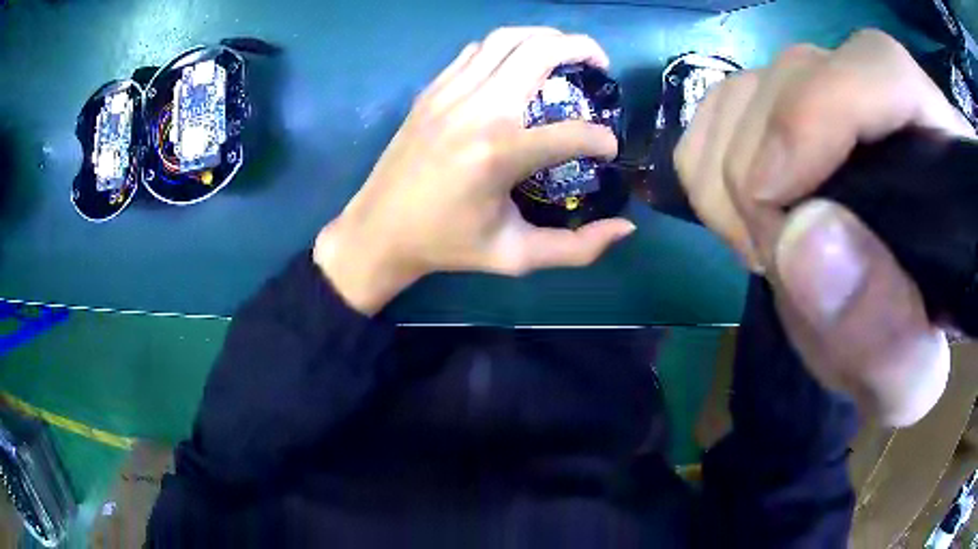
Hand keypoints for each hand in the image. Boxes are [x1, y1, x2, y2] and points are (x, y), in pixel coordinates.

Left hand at [313, 27, 634, 314]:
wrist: (379, 231)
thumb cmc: (448, 245)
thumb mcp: (516, 257)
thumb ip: (577, 248)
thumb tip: (627, 228)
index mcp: (500, 154)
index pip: (573, 132)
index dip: (602, 139)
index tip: (608, 149)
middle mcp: (478, 110)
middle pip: (541, 52)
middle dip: (583, 49)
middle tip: (600, 65)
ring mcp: (450, 93)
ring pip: (507, 39)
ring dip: (545, 38)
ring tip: (565, 54)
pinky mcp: (432, 91)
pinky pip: (476, 51)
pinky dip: (507, 47)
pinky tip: (518, 65)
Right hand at [675, 30, 974, 426]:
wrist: (885, 334)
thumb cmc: (909, 354)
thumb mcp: (905, 379)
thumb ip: (879, 331)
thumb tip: (801, 239)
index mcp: (943, 153)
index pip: (883, 70)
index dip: (819, 110)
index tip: (773, 200)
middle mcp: (889, 102)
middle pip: (800, 74)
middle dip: (763, 171)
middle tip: (771, 260)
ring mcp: (831, 96)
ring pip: (752, 85)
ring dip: (730, 174)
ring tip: (763, 247)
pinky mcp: (788, 110)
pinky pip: (720, 106)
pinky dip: (709, 162)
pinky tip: (741, 217)